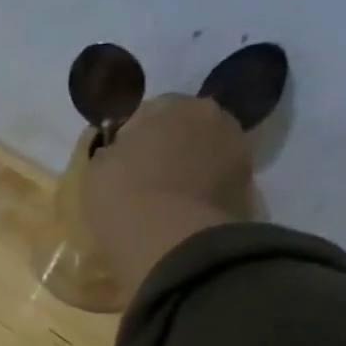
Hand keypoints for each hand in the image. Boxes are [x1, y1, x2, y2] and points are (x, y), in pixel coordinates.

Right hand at [81, 93, 252, 292]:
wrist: (171, 242)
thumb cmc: (124, 198)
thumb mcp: (95, 171)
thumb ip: (110, 153)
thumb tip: (117, 153)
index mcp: (172, 104)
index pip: (146, 114)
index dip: (130, 140)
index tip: (117, 167)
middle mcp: (212, 116)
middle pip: (183, 130)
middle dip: (166, 150)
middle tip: (144, 184)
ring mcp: (237, 151)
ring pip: (204, 156)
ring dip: (189, 172)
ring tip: (166, 204)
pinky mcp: (249, 187)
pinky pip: (217, 185)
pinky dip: (204, 196)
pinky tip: (183, 217)